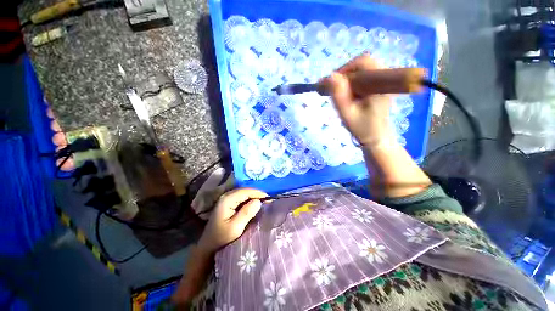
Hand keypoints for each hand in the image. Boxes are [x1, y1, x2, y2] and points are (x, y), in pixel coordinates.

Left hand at [197, 188, 267, 253]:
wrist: (208, 247)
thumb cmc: (221, 239)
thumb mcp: (235, 227)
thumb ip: (247, 213)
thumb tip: (258, 201)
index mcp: (227, 200)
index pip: (246, 191)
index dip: (258, 193)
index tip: (269, 198)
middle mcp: (226, 196)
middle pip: (245, 191)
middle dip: (257, 194)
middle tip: (268, 201)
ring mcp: (226, 199)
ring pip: (244, 193)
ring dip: (254, 196)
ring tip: (264, 202)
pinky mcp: (228, 203)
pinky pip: (241, 198)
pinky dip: (249, 200)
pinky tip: (255, 205)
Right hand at [321, 54, 393, 145]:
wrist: (376, 138)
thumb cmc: (362, 128)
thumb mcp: (347, 113)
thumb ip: (339, 95)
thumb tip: (330, 76)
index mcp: (379, 83)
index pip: (363, 62)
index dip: (345, 69)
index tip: (331, 83)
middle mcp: (384, 79)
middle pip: (362, 65)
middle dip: (344, 75)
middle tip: (333, 89)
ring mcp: (382, 83)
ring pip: (362, 71)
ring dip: (347, 80)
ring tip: (339, 94)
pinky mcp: (378, 88)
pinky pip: (363, 79)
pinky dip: (351, 84)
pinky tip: (346, 96)